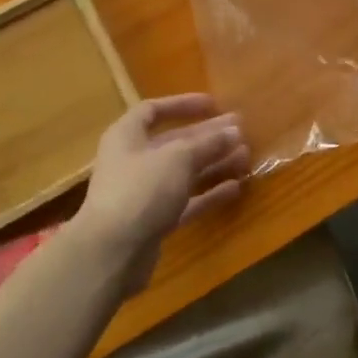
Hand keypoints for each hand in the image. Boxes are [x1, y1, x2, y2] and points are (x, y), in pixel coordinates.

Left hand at [75, 95, 248, 292]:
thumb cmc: (141, 190)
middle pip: (174, 142)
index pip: (153, 110)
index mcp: (127, 136)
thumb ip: (208, 143)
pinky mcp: (154, 221)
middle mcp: (133, 161)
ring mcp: (143, 193)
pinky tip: (236, 188)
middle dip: (207, 136)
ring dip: (213, 163)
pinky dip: (209, 193)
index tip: (213, 104)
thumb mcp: (179, 158)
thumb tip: (235, 130)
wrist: (112, 253)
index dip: (182, 104)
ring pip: (184, 172)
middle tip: (241, 131)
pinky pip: (186, 201)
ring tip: (245, 157)